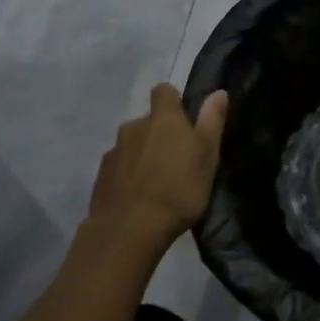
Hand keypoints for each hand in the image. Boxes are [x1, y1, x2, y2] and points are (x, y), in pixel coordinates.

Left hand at [83, 83, 227, 260]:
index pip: (164, 91)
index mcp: (163, 118)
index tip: (184, 118)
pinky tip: (137, 196)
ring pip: (131, 145)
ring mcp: (114, 152)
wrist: (130, 229)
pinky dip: (127, 175)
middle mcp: (134, 127)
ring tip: (155, 181)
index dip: (173, 101)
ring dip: (142, 155)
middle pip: (147, 121)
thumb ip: (212, 121)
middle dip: (158, 133)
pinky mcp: (100, 177)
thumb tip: (219, 91)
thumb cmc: (179, 189)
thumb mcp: (207, 155)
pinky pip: (118, 167)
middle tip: (174, 158)